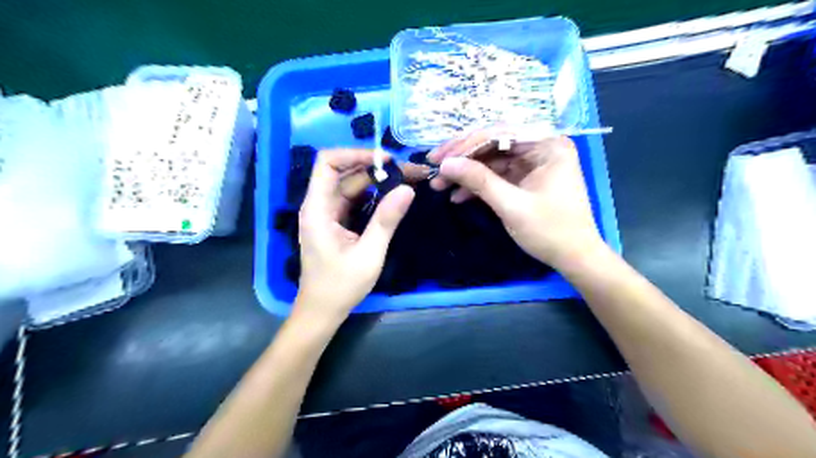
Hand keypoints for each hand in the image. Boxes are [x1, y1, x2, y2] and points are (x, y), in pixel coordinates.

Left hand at [294, 151, 414, 321]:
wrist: (322, 311)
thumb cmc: (340, 286)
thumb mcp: (369, 254)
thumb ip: (386, 220)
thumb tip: (408, 189)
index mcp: (318, 208)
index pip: (327, 163)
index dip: (355, 153)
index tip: (386, 161)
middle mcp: (319, 205)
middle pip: (344, 172)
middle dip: (375, 168)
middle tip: (408, 172)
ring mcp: (327, 214)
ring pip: (351, 186)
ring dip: (377, 181)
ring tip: (407, 181)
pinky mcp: (336, 222)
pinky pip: (354, 200)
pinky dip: (373, 196)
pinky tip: (393, 197)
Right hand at [429, 130, 601, 270]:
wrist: (574, 258)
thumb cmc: (550, 231)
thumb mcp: (511, 205)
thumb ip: (479, 181)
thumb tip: (445, 164)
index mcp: (547, 145)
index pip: (499, 133)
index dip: (465, 145)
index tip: (439, 159)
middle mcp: (540, 147)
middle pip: (493, 143)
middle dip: (462, 157)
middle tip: (434, 166)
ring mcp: (532, 163)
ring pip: (491, 160)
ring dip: (466, 173)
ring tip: (439, 185)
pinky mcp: (525, 179)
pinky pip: (497, 175)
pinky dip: (478, 185)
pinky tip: (457, 196)